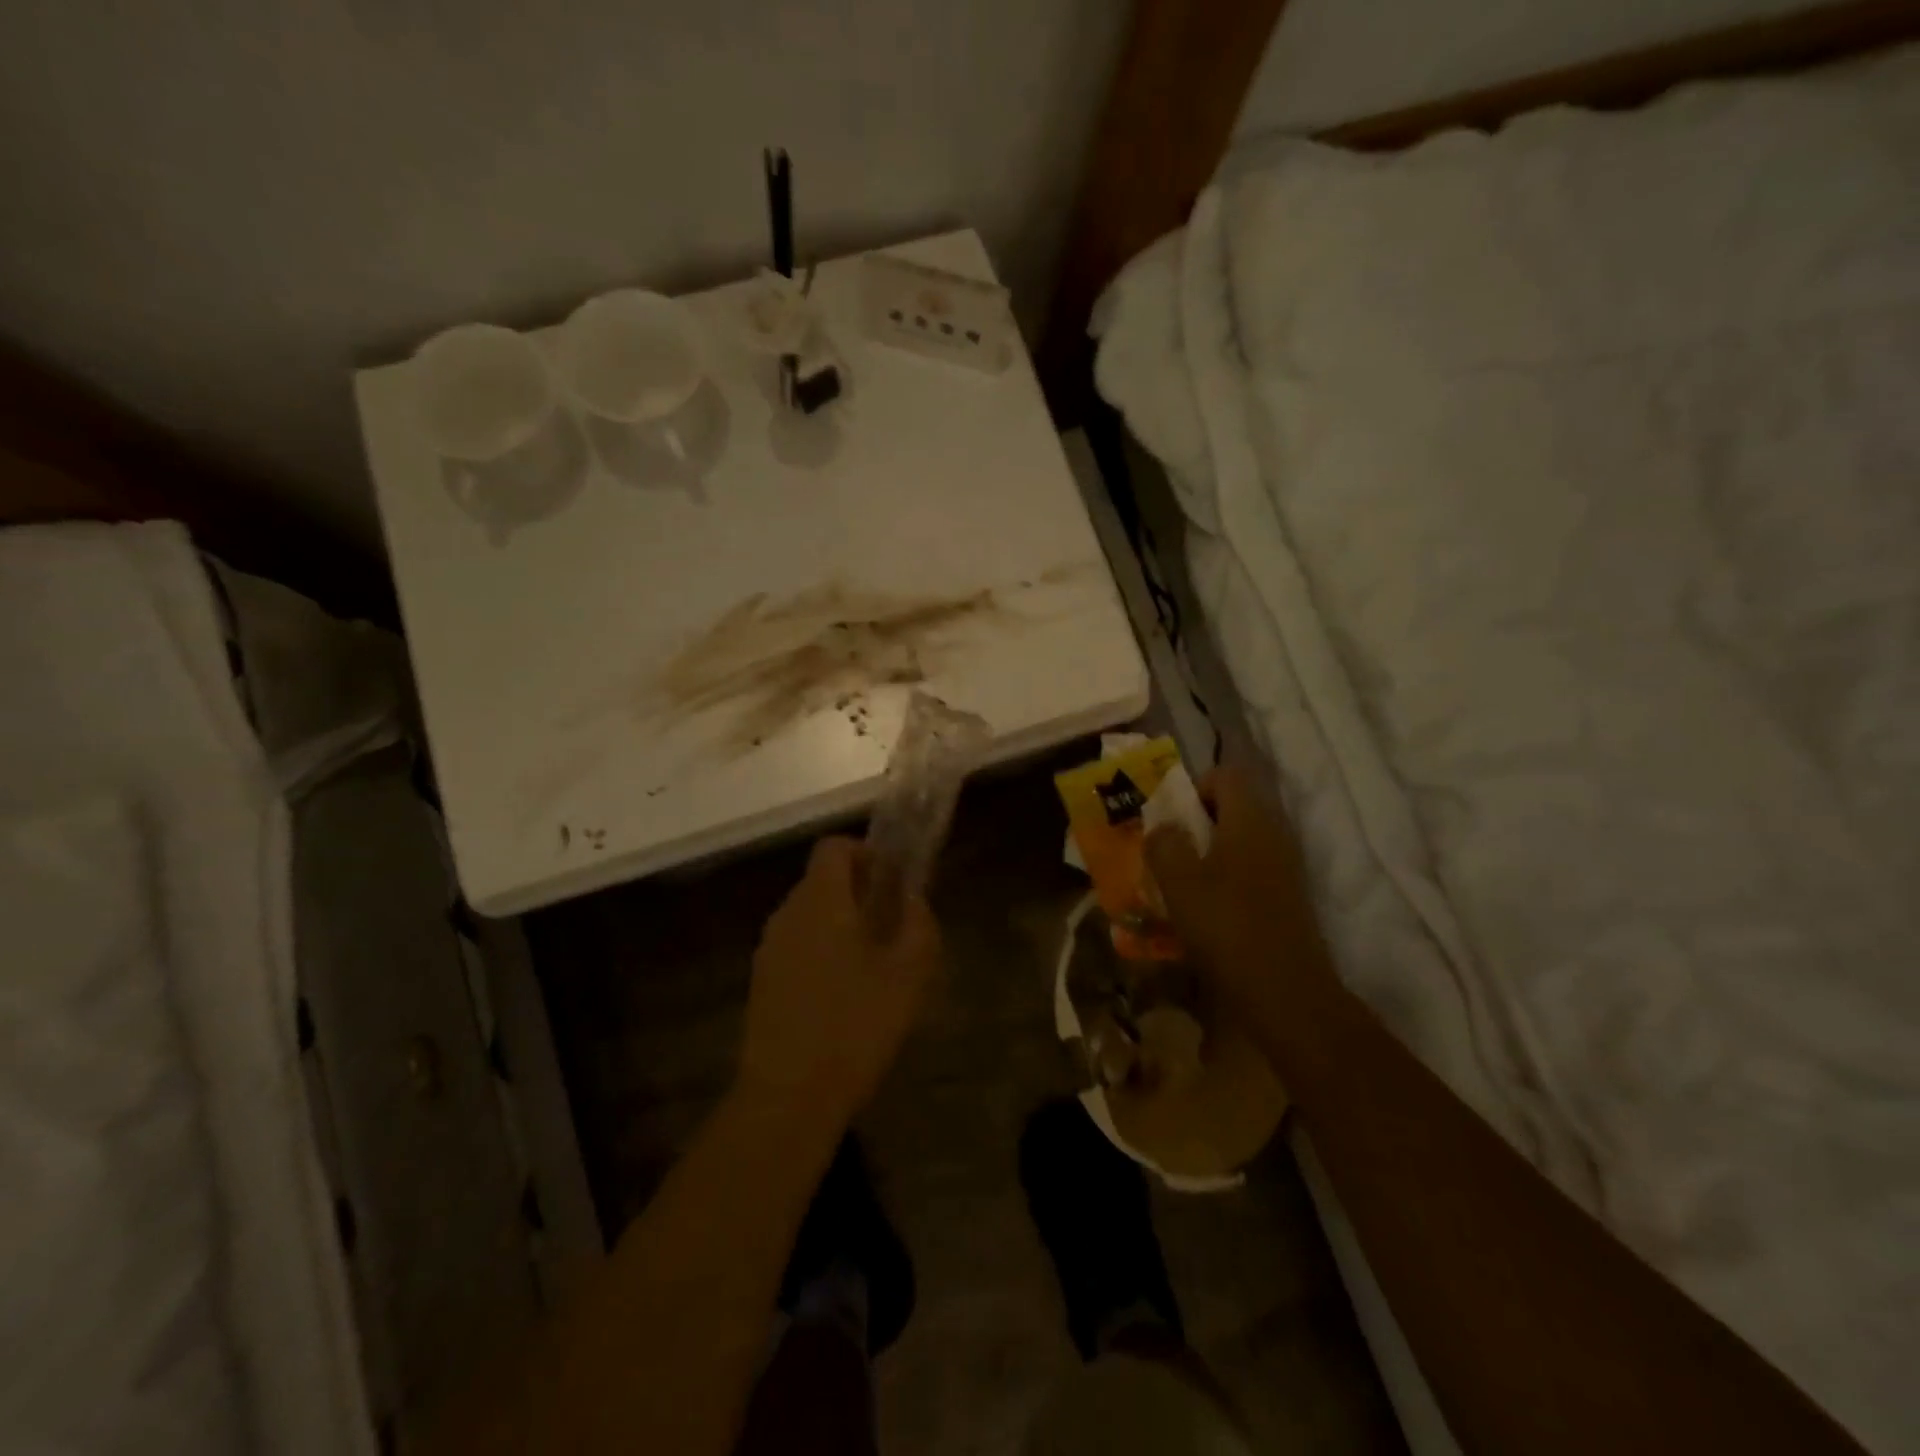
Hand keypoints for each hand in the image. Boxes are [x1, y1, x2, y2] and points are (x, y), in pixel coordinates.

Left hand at [736, 837, 940, 1134]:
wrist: (789, 1097)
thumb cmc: (856, 1025)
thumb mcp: (908, 974)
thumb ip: (918, 923)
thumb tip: (913, 898)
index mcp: (820, 901)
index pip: (834, 847)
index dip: (866, 852)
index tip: (893, 880)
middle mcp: (788, 914)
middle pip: (821, 880)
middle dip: (859, 890)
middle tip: (893, 924)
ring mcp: (769, 949)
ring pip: (809, 914)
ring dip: (841, 922)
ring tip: (873, 963)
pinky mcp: (762, 981)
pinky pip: (797, 945)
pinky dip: (822, 950)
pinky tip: (843, 994)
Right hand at [1144, 763, 1331, 1009]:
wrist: (1286, 992)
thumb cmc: (1227, 928)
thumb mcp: (1179, 882)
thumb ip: (1164, 844)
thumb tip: (1163, 826)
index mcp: (1250, 819)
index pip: (1226, 774)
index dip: (1195, 786)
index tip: (1172, 819)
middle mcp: (1274, 833)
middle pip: (1235, 805)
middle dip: (1198, 821)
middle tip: (1170, 850)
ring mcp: (1286, 866)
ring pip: (1241, 838)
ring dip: (1209, 851)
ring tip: (1182, 881)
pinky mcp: (1288, 895)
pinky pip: (1251, 867)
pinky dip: (1226, 875)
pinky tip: (1206, 908)